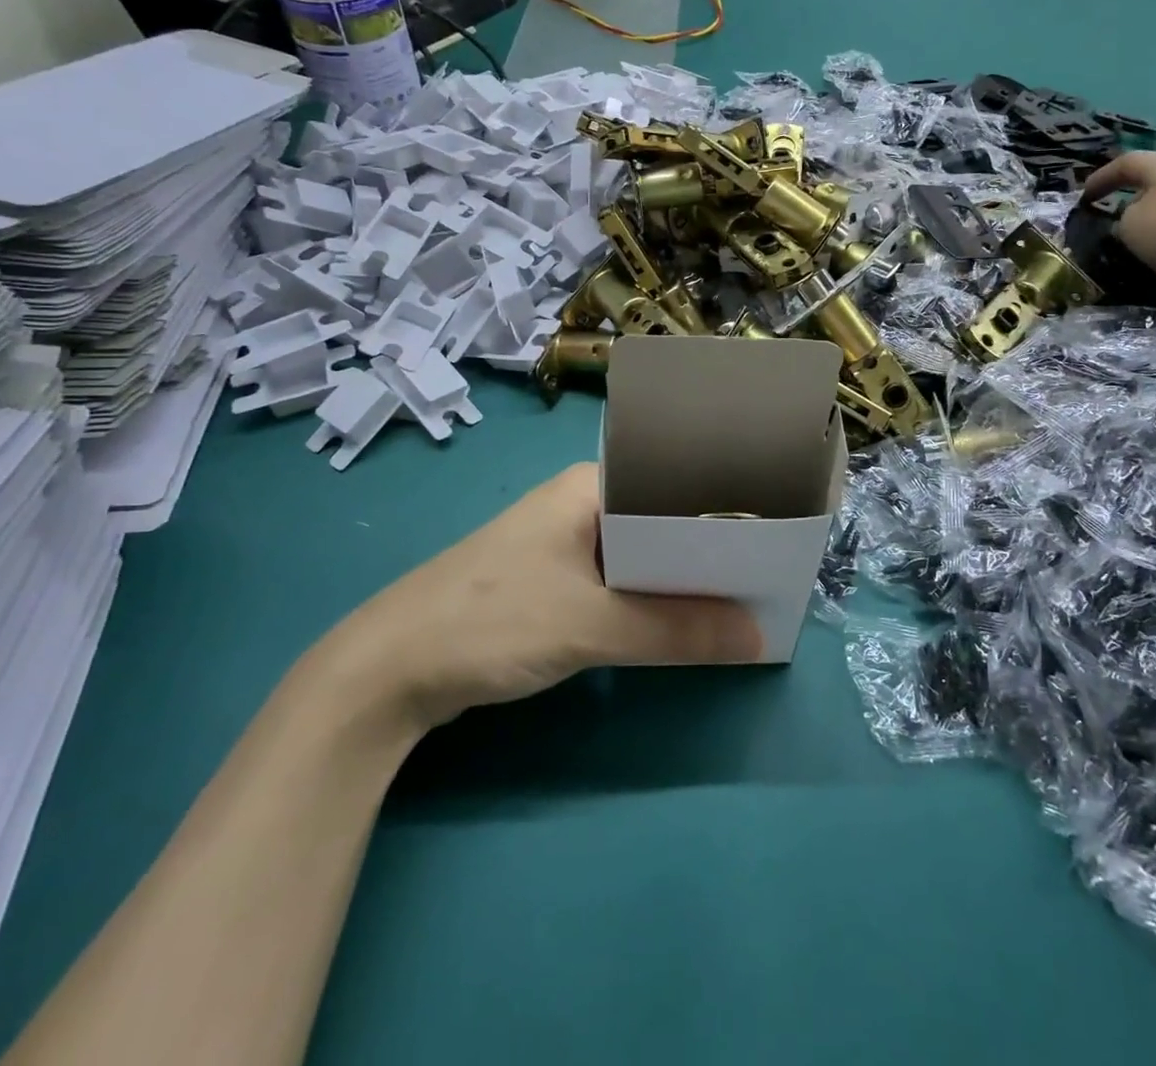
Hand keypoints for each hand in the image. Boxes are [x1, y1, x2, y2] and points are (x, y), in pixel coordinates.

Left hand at [332, 462, 761, 733]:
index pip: (672, 482)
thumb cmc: (490, 621)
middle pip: (661, 522)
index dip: (722, 507)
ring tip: (739, 601)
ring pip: (640, 558)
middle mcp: (579, 507)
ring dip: (680, 582)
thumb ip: (675, 631)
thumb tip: (759, 640)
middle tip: (766, 575)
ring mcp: (562, 547)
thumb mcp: (589, 625)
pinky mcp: (551, 586)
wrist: (384, 673)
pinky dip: (649, 603)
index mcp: (588, 488)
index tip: (770, 535)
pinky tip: (683, 624)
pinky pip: (617, 586)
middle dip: (708, 551)